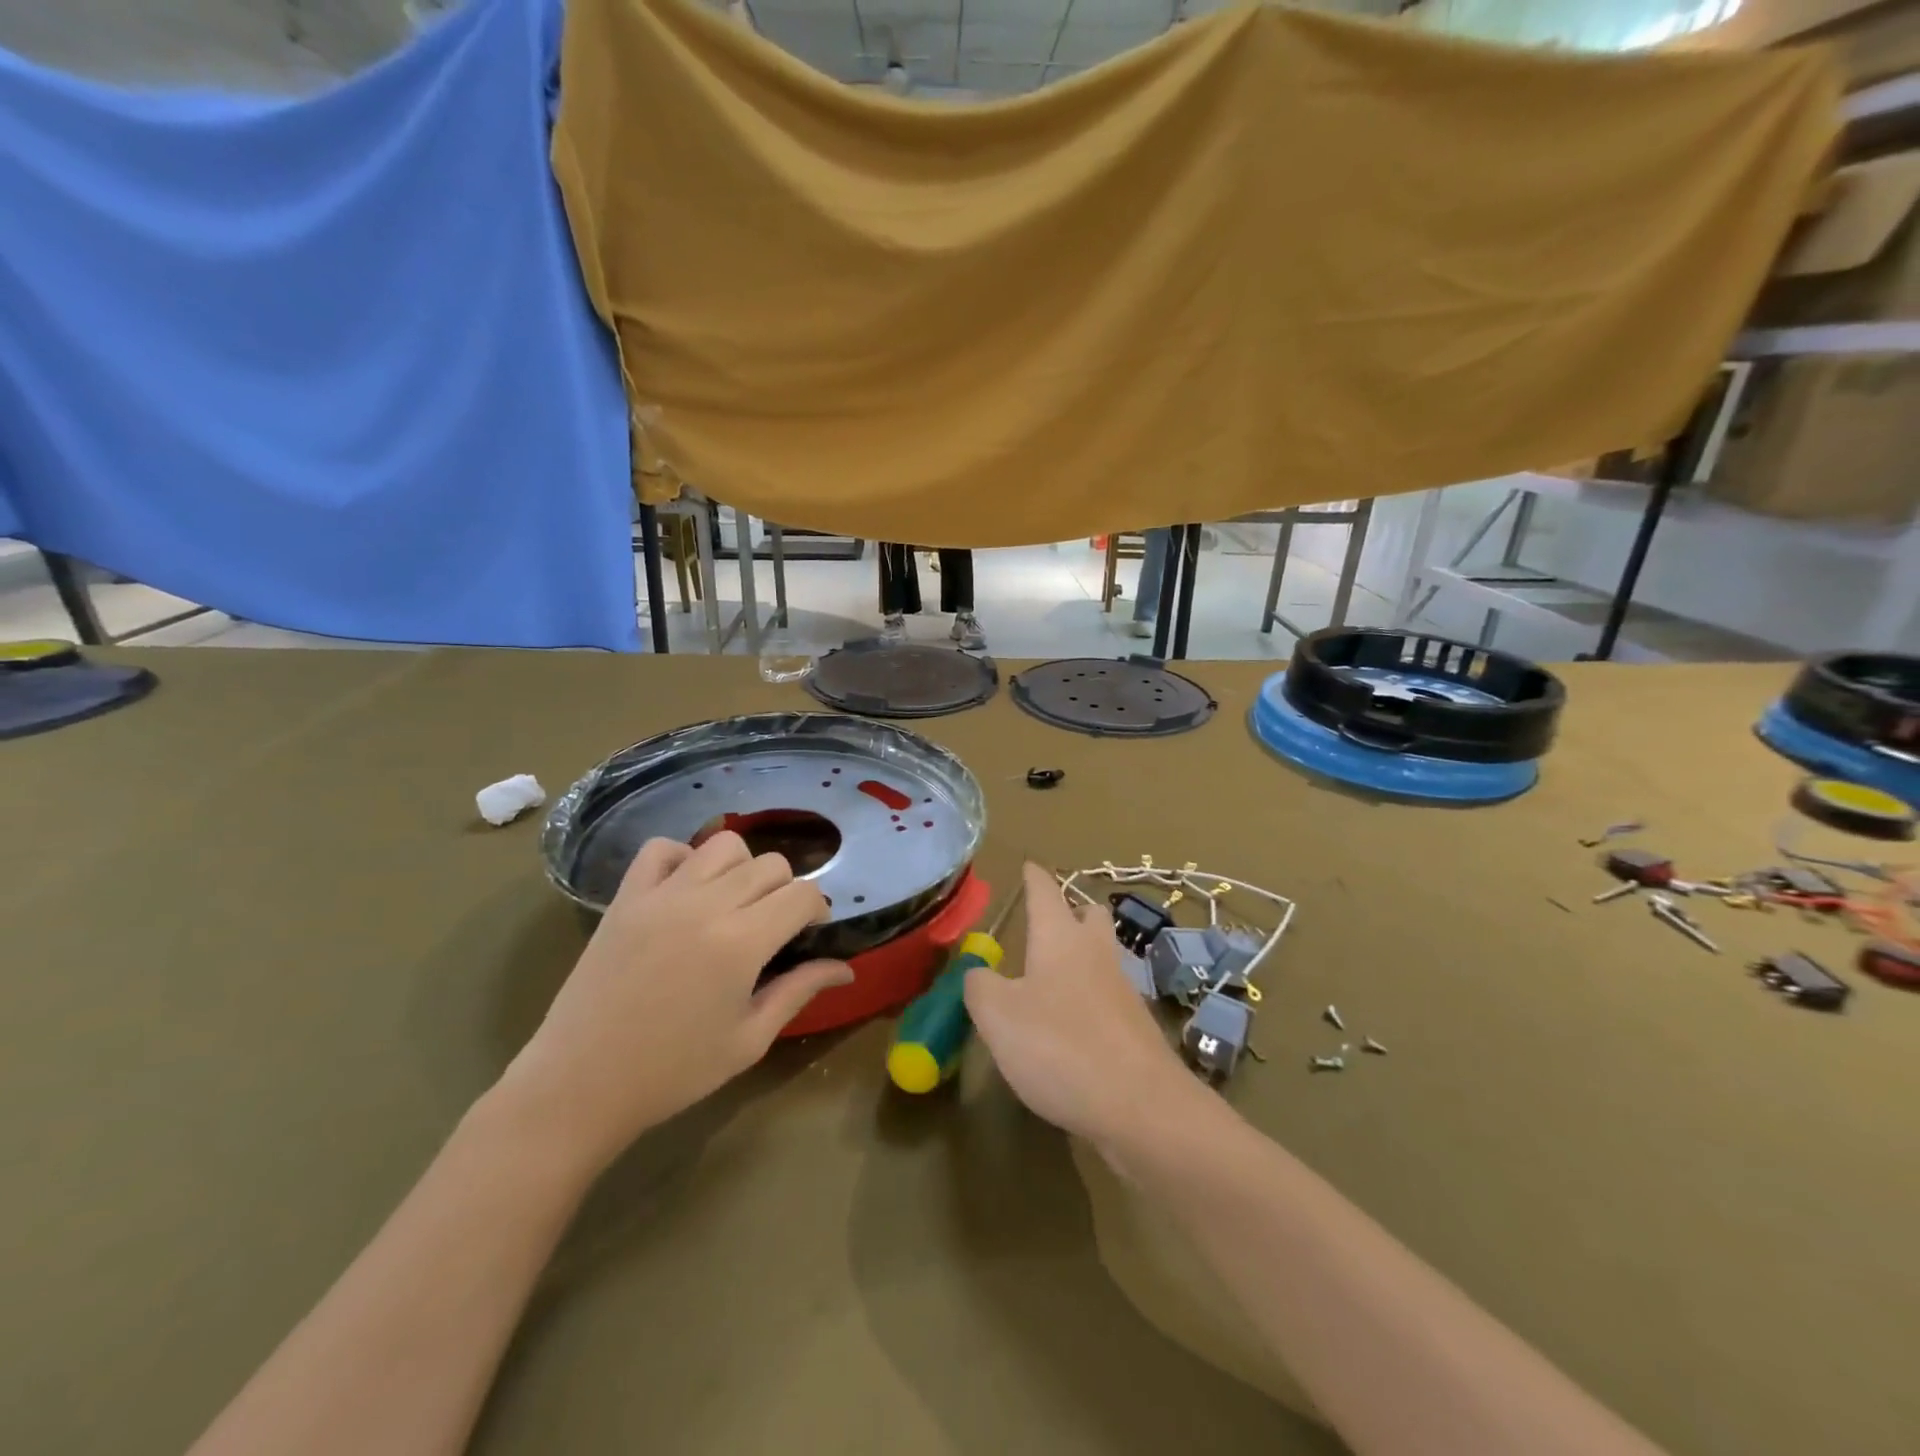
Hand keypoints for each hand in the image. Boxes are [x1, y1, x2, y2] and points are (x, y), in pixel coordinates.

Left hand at [496, 832, 852, 1170]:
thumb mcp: (749, 1039)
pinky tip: (687, 891)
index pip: (803, 894)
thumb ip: (800, 991)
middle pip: (770, 864)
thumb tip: (847, 968)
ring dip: (742, 869)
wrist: (579, 1086)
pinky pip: (662, 849)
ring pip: (724, 846)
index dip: (818, 910)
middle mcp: (706, 904)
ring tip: (733, 904)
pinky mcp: (626, 897)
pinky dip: (683, 858)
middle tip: (774, 928)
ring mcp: (661, 895)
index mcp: (742, 942)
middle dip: (786, 890)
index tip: (810, 935)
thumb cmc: (673, 1072)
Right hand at [964, 863, 1200, 1148]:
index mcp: (1060, 938)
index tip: (1028, 865)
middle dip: (1071, 911)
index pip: (1045, 891)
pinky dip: (1090, 998)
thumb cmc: (1060, 1046)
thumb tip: (978, 973)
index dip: (1034, 877)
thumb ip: (979, 986)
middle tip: (1048, 922)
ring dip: (1082, 955)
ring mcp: (1123, 990)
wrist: (1142, 1107)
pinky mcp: (1137, 1028)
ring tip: (1052, 975)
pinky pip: (1109, 997)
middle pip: (1090, 916)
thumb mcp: (998, 1016)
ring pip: (1103, 955)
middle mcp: (1096, 953)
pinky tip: (1072, 1025)